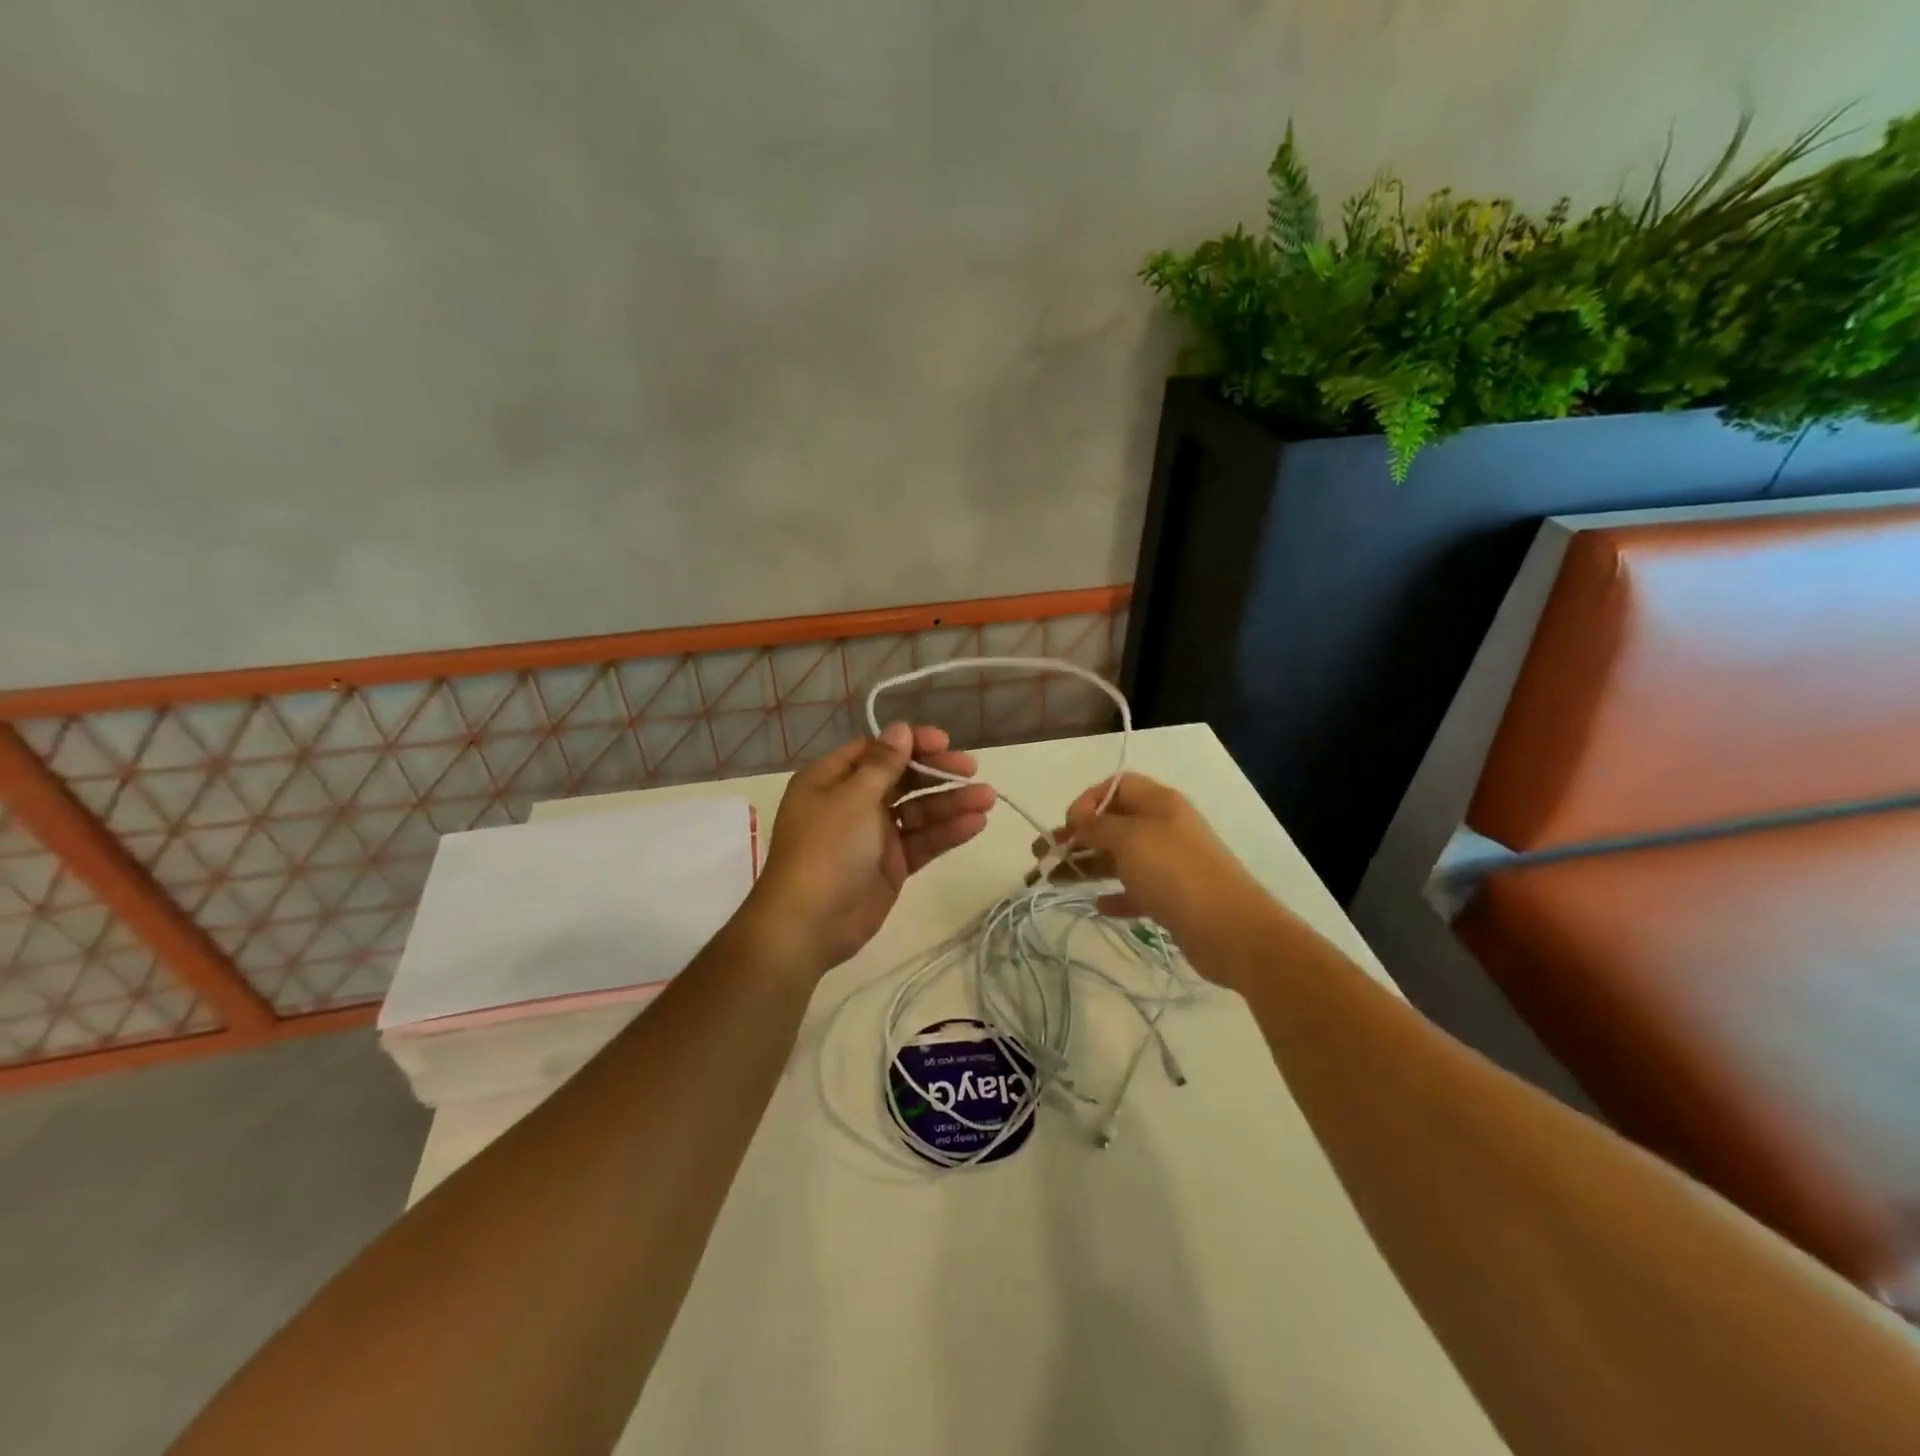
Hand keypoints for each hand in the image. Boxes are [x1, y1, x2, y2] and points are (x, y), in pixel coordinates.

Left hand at [746, 722, 995, 974]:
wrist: (809, 924)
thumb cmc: (826, 849)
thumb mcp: (853, 798)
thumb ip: (883, 764)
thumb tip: (899, 728)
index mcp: (831, 780)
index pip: (876, 750)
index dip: (910, 743)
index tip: (944, 742)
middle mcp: (852, 803)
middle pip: (900, 778)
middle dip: (936, 772)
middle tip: (971, 769)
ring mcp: (873, 836)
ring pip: (916, 811)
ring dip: (950, 803)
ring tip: (988, 798)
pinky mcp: (891, 865)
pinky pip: (921, 841)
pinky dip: (946, 832)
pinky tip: (975, 824)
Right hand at [1036, 773, 1268, 981]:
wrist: (1229, 928)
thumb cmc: (1174, 872)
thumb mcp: (1129, 839)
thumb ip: (1098, 826)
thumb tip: (1079, 818)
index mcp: (1159, 804)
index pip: (1117, 786)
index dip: (1088, 800)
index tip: (1068, 825)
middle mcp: (1165, 828)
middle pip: (1114, 823)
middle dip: (1077, 836)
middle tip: (1043, 855)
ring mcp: (1170, 864)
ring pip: (1121, 858)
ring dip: (1087, 865)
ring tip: (1053, 879)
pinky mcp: (1173, 898)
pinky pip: (1137, 890)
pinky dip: (1116, 895)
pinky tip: (1097, 904)